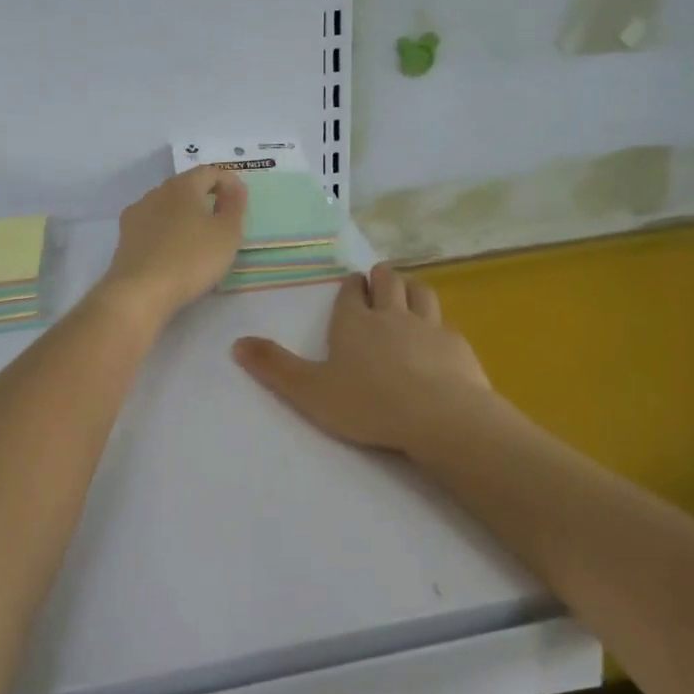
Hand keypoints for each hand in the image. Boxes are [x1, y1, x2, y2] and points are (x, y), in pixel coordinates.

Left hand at [94, 166, 246, 324]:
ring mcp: (137, 213)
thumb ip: (235, 206)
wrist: (141, 291)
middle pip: (186, 186)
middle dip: (206, 198)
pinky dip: (167, 231)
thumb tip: (236, 188)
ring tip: (198, 239)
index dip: (229, 182)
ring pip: (167, 205)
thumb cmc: (192, 259)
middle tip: (222, 221)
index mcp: (183, 186)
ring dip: (184, 214)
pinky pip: (153, 225)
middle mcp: (157, 192)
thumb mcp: (227, 234)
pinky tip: (173, 251)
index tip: (240, 202)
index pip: (210, 171)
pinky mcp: (125, 236)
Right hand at [232, 263, 493, 452]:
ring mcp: (429, 327)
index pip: (351, 292)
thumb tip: (236, 342)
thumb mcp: (309, 391)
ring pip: (421, 292)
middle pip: (389, 281)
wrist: (439, 417)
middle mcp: (392, 315)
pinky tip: (437, 338)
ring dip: (411, 289)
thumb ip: (274, 367)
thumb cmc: (367, 404)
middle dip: (381, 277)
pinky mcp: (456, 345)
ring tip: (407, 293)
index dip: (350, 286)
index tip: (352, 283)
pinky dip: (437, 324)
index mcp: (354, 322)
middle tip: (378, 281)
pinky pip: (445, 324)